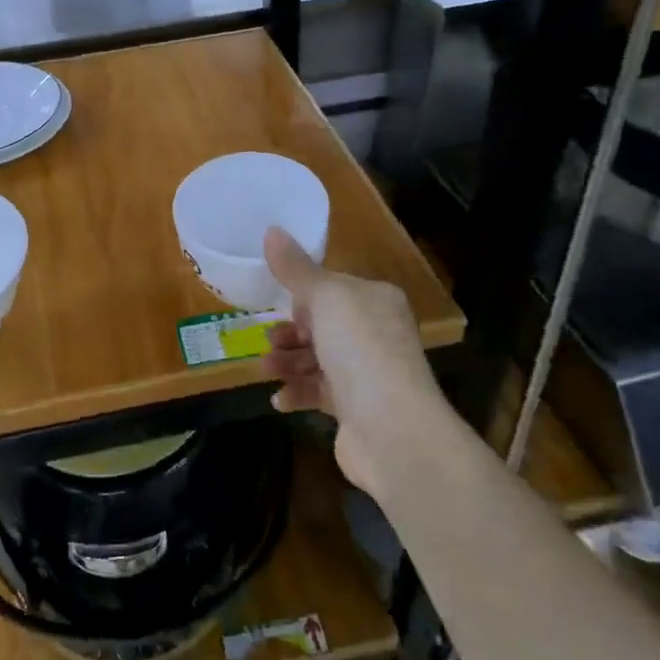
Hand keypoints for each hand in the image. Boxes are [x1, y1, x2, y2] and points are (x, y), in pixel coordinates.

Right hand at [262, 228, 440, 492]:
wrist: (393, 429)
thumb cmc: (361, 349)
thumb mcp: (325, 297)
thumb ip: (295, 268)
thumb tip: (272, 229)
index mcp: (376, 300)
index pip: (335, 288)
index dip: (305, 294)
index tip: (278, 301)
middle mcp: (376, 333)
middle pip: (323, 324)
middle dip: (291, 331)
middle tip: (269, 338)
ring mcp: (368, 373)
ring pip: (318, 359)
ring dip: (288, 362)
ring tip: (266, 368)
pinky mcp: (356, 409)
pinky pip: (319, 393)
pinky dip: (297, 393)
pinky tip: (279, 399)